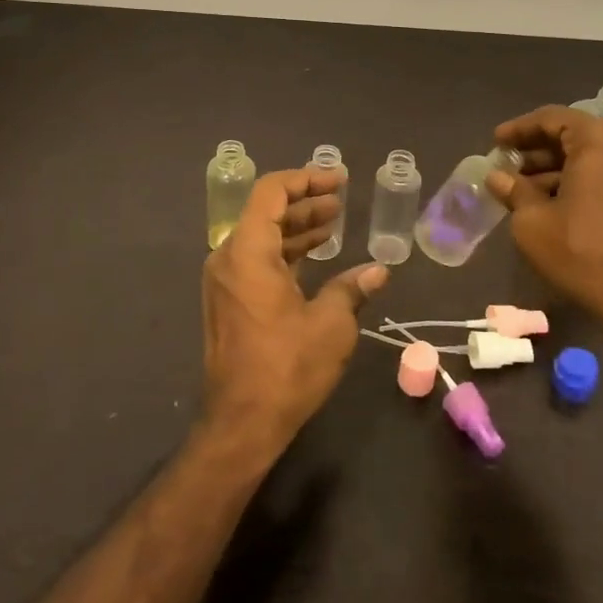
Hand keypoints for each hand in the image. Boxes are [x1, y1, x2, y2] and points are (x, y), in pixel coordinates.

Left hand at [200, 167, 387, 458]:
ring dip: (296, 228)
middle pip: (265, 212)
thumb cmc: (286, 367)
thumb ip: (351, 289)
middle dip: (304, 203)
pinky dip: (284, 252)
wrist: (241, 423)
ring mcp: (224, 281)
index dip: (305, 179)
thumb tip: (377, 272)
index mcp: (247, 251)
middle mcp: (228, 258)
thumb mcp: (330, 324)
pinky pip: (256, 261)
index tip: (338, 181)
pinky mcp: (228, 302)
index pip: (271, 192)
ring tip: (333, 224)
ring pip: (261, 237)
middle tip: (340, 201)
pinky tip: (314, 257)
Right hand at [487, 105, 602, 330]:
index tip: (495, 144)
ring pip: (595, 154)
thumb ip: (513, 190)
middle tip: (508, 169)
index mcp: (601, 138)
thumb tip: (498, 177)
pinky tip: (558, 202)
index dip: (518, 130)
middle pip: (576, 134)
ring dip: (560, 167)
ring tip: (527, 191)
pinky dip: (585, 179)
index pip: (552, 118)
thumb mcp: (533, 222)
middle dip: (539, 151)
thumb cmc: (583, 252)